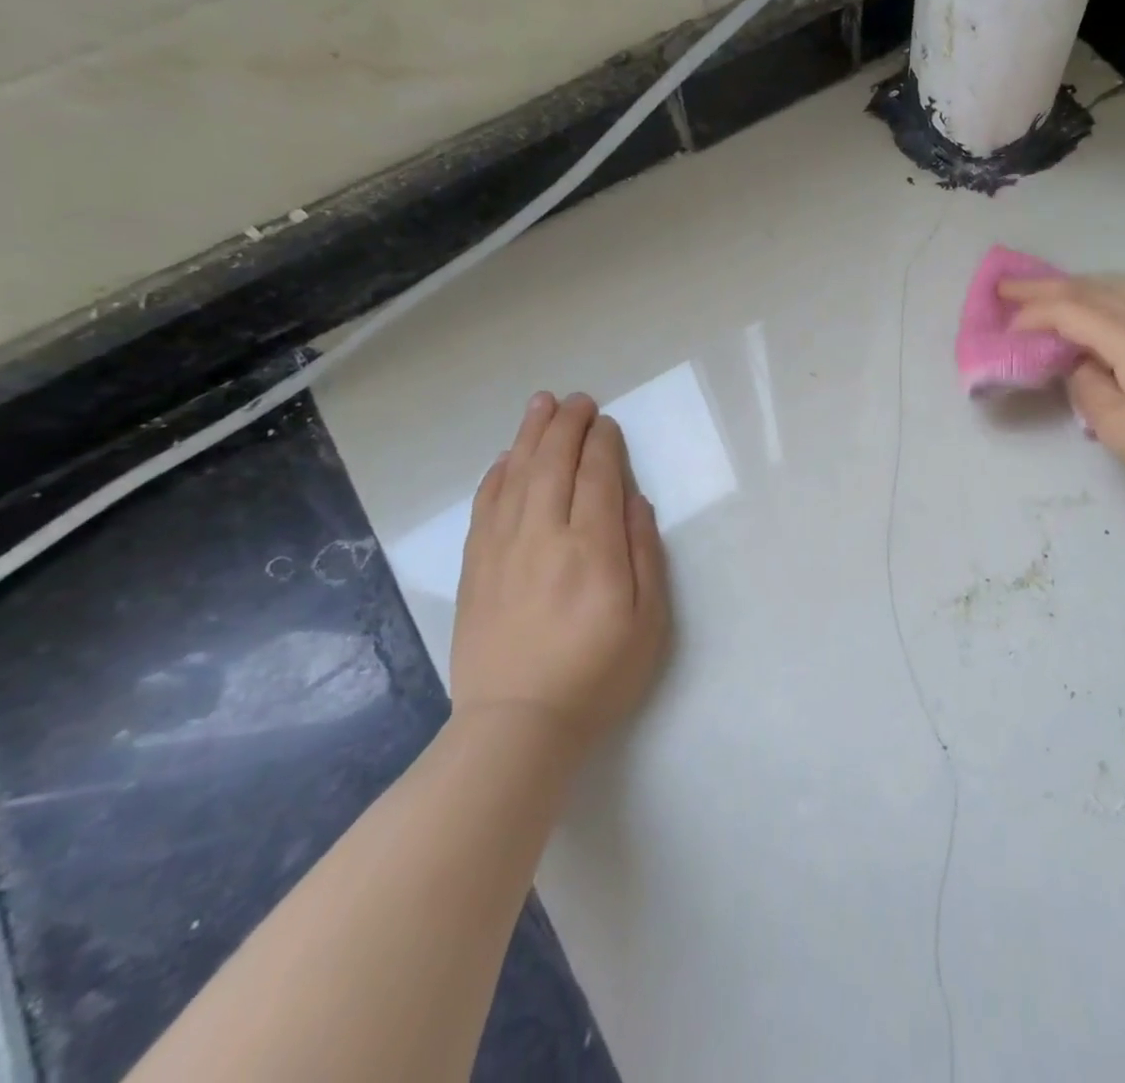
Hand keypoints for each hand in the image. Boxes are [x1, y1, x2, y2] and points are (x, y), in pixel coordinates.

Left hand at [450, 392, 669, 758]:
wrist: (518, 725)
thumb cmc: (599, 674)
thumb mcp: (650, 621)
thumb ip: (645, 554)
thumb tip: (635, 501)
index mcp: (593, 548)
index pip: (597, 476)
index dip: (603, 443)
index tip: (606, 422)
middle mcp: (545, 536)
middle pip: (553, 464)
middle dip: (566, 425)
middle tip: (576, 399)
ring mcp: (503, 549)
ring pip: (515, 476)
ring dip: (529, 436)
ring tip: (540, 405)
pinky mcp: (475, 567)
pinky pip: (485, 506)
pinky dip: (496, 475)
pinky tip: (504, 459)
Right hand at [1000, 274, 1124, 508]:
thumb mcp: (1117, 426)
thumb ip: (1085, 387)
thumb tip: (1078, 365)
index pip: (1068, 311)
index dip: (1030, 316)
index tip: (1001, 332)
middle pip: (1089, 288)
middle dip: (1043, 287)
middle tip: (1005, 287)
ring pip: (1115, 285)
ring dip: (1077, 285)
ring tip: (1049, 294)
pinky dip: (1103, 293)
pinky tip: (1099, 310)